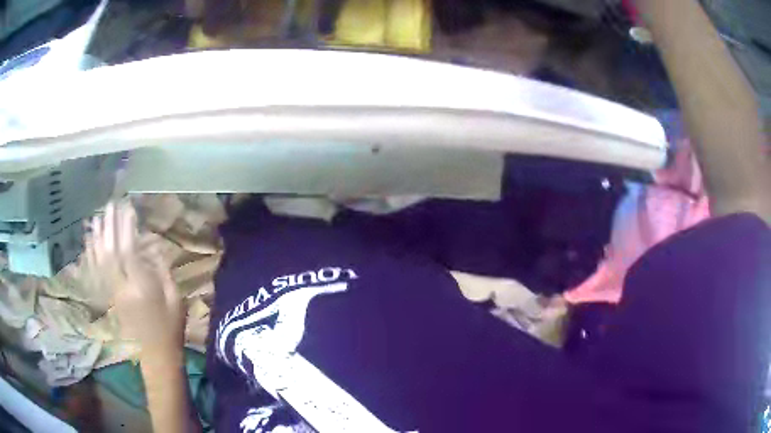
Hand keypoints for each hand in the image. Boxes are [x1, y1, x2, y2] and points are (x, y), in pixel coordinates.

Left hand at [86, 201, 185, 355]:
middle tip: (111, 204)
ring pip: (100, 261)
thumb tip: (153, 246)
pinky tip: (90, 242)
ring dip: (98, 237)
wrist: (156, 354)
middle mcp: (122, 287)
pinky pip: (97, 274)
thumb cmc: (171, 327)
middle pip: (111, 252)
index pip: (129, 251)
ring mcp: (112, 292)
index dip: (127, 228)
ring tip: (98, 216)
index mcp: (142, 287)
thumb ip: (162, 271)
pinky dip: (92, 256)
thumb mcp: (175, 298)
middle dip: (110, 226)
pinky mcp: (109, 297)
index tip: (127, 207)